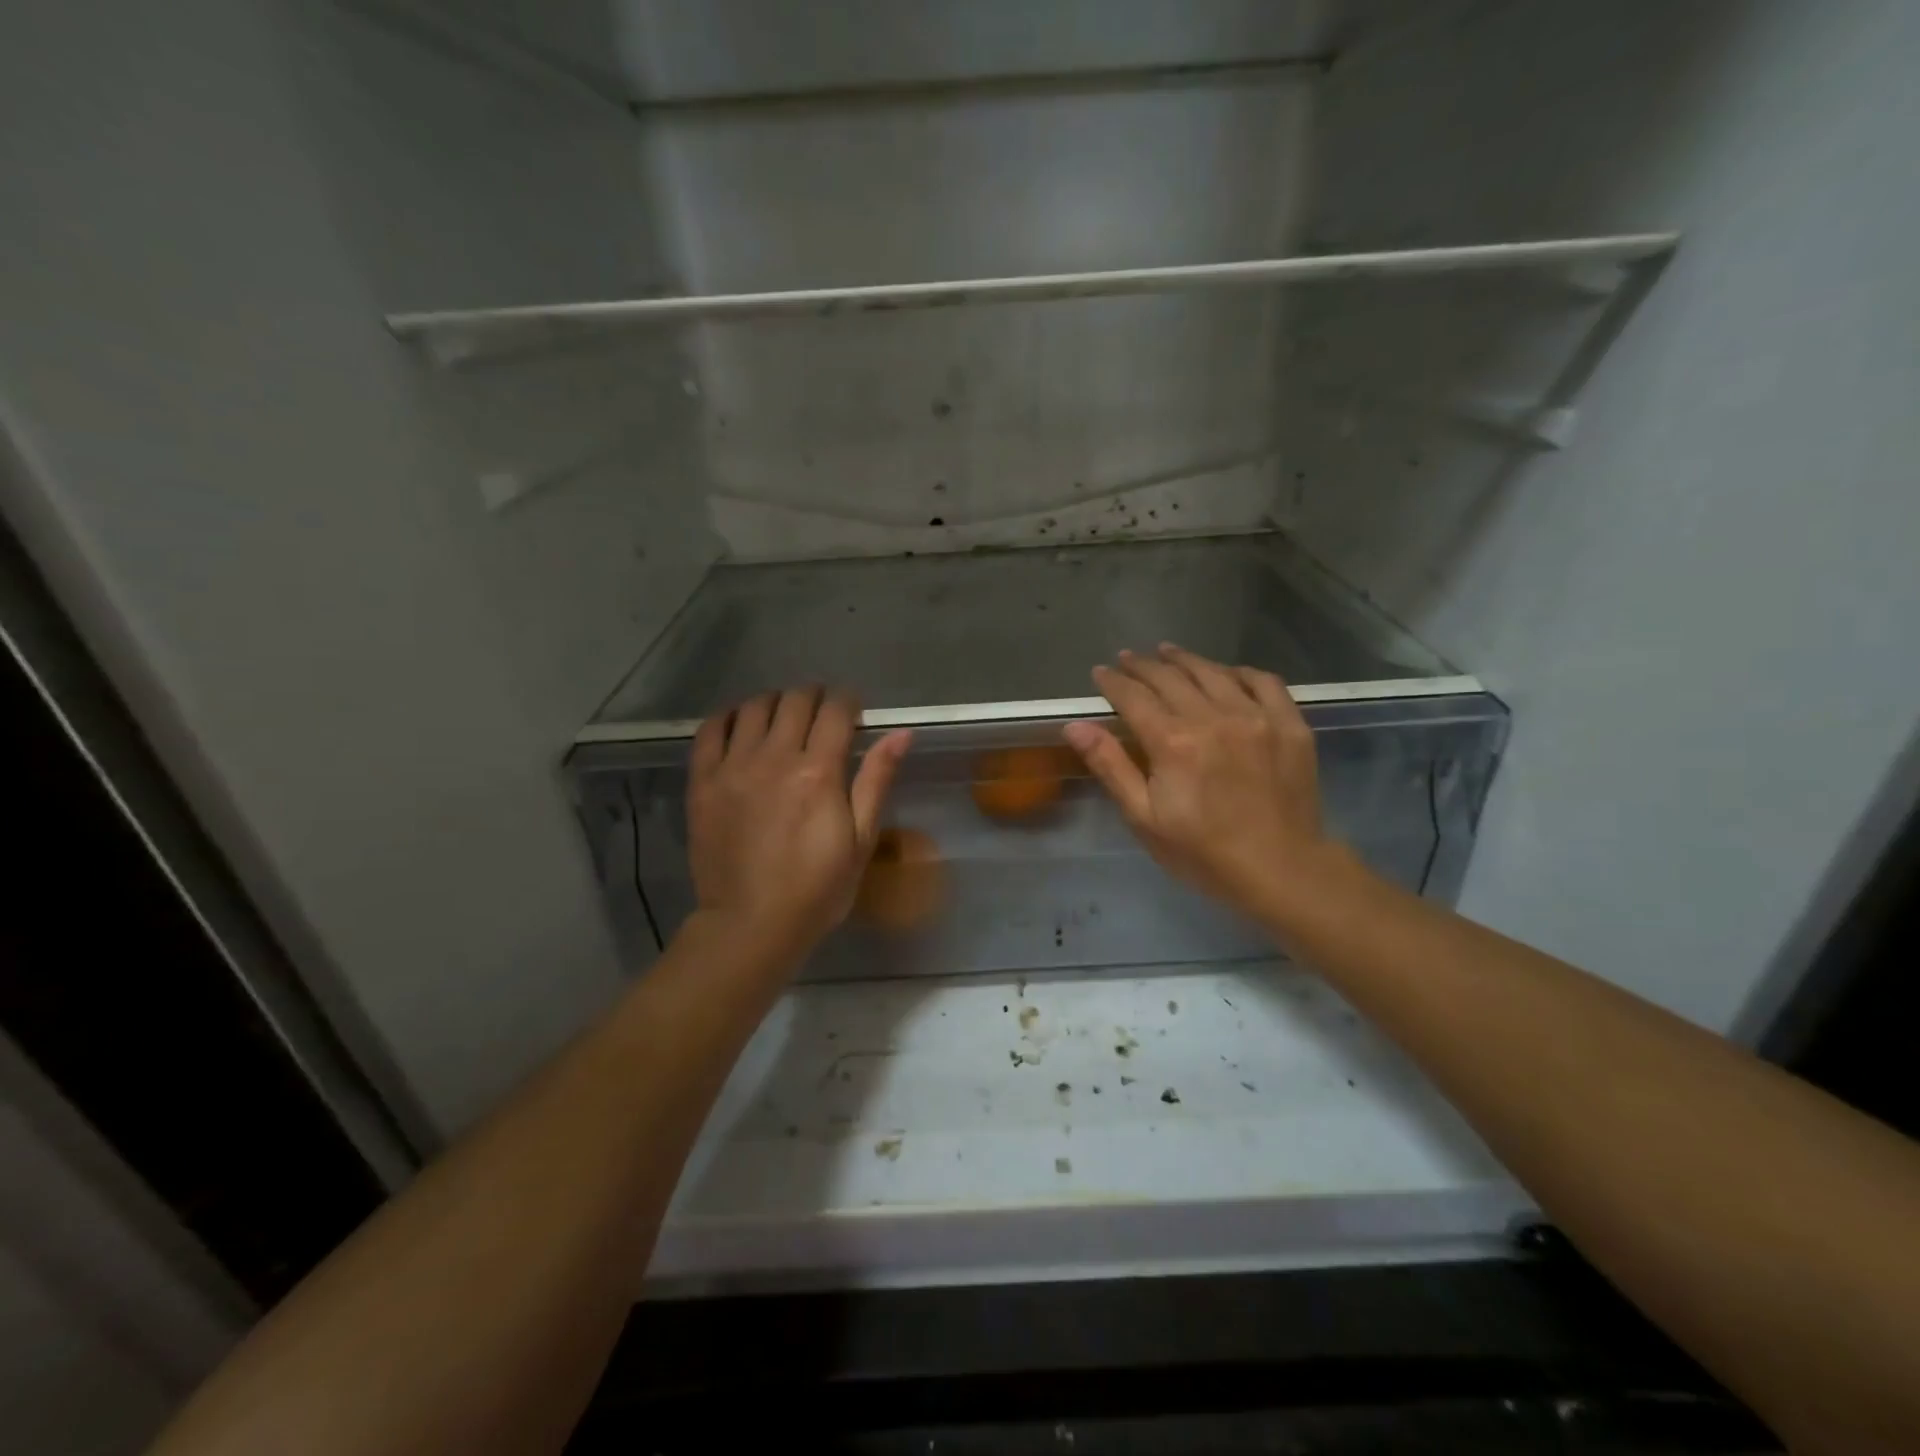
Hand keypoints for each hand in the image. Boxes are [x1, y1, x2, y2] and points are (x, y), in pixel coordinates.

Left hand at [688, 688, 910, 962]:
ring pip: (754, 707)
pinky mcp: (702, 782)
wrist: (751, 925)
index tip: (852, 709)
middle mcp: (774, 758)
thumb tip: (901, 733)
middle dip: (814, 696)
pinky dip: (729, 716)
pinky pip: (710, 729)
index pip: (835, 710)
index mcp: (818, 772)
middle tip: (822, 712)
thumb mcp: (861, 840)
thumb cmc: (817, 889)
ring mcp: (733, 767)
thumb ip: (876, 780)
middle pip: (795, 700)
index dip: (847, 700)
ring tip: (784, 717)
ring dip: (775, 702)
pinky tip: (741, 723)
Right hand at [1063, 644, 1335, 919]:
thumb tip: (1075, 726)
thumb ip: (1111, 765)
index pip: (1134, 697)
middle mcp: (1213, 718)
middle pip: (1171, 678)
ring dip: (1186, 660)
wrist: (1282, 870)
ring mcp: (1256, 717)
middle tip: (1128, 659)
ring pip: (1214, 673)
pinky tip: (1227, 673)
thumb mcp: (1144, 818)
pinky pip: (1264, 682)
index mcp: (1173, 742)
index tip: (1101, 672)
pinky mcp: (1289, 724)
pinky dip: (1240, 672)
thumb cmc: (1203, 852)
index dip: (1114, 682)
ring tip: (1168, 653)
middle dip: (1144, 665)